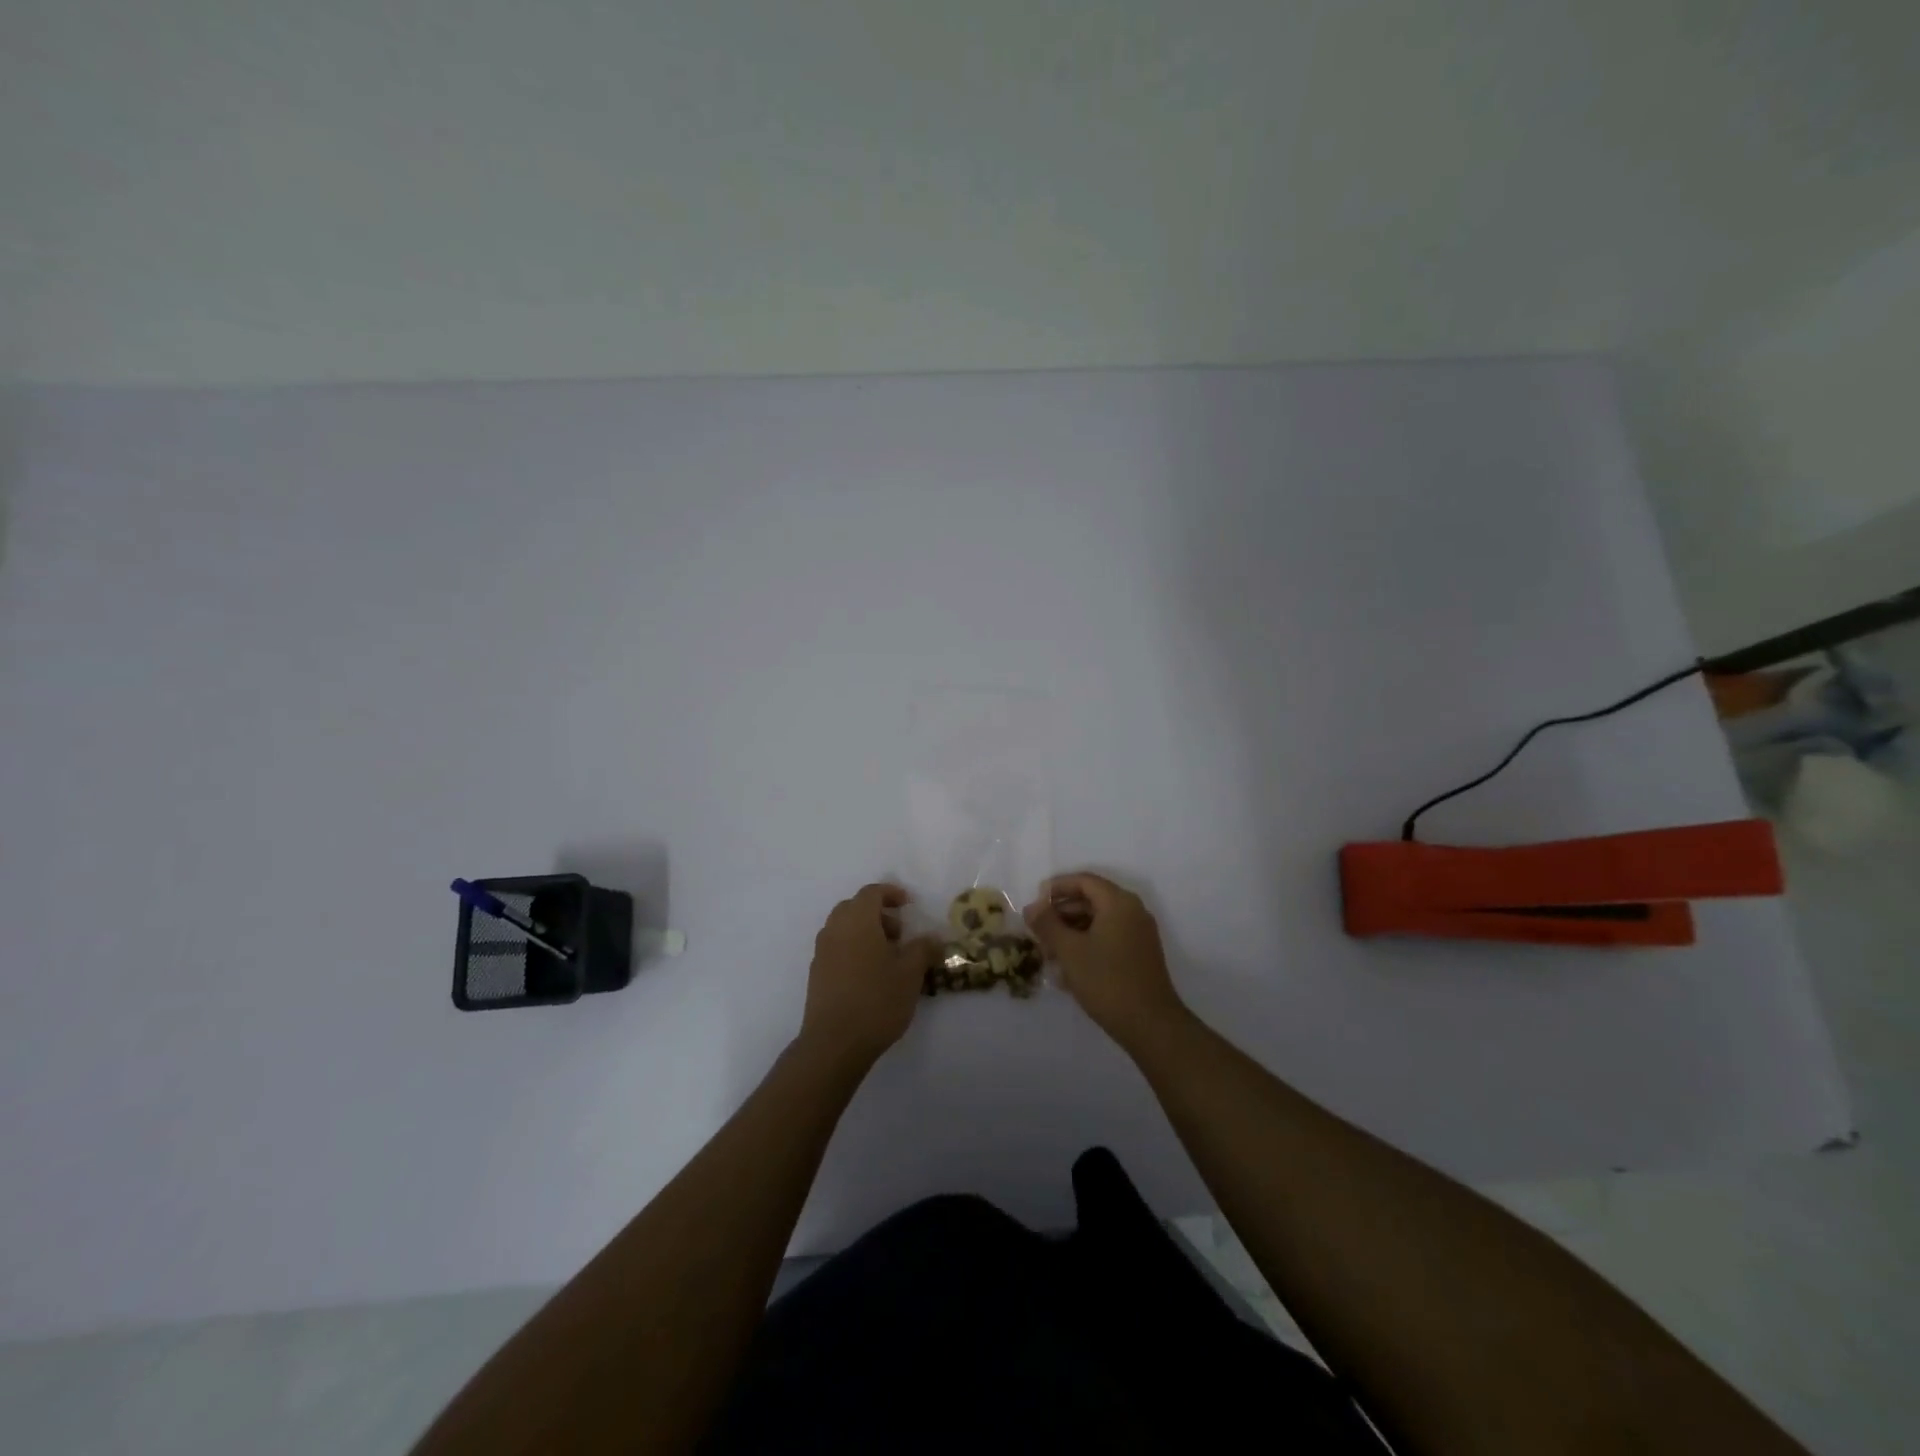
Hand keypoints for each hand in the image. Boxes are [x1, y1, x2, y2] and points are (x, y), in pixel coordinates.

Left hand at [799, 883, 939, 1068]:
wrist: (834, 1043)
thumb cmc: (876, 1000)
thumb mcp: (910, 973)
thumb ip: (923, 949)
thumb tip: (933, 938)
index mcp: (857, 921)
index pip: (871, 893)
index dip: (891, 893)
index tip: (908, 904)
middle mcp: (835, 930)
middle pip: (854, 908)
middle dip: (878, 914)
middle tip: (899, 933)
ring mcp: (822, 952)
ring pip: (844, 929)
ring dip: (865, 933)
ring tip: (888, 957)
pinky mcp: (817, 974)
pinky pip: (837, 948)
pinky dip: (854, 949)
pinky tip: (870, 975)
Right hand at [1024, 873, 1187, 1053]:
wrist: (1150, 1025)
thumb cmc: (1107, 980)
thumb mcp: (1069, 950)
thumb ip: (1047, 924)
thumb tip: (1031, 907)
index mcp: (1119, 902)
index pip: (1084, 881)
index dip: (1057, 887)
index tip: (1035, 901)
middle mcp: (1133, 911)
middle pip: (1091, 900)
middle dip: (1061, 913)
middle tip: (1038, 930)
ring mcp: (1139, 934)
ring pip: (1098, 922)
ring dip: (1071, 932)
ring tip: (1049, 954)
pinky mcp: (1140, 955)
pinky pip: (1108, 938)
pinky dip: (1087, 945)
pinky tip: (1067, 970)